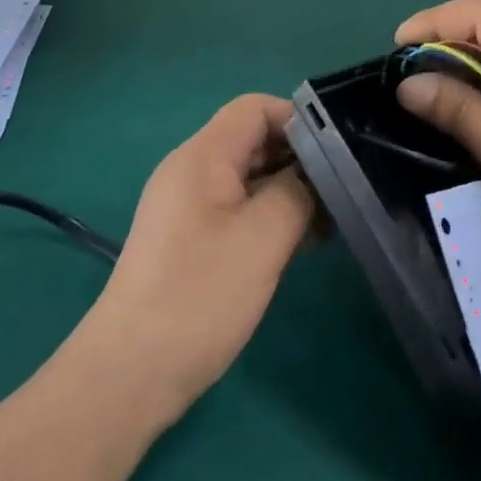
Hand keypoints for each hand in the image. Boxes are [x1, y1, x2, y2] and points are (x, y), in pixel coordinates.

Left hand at [88, 94, 314, 425]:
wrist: (132, 372)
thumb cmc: (199, 296)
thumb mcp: (263, 237)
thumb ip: (298, 190)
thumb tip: (320, 169)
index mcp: (202, 157)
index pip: (255, 108)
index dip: (298, 119)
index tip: (339, 150)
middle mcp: (194, 172)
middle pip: (255, 140)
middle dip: (302, 157)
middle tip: (348, 185)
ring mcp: (193, 208)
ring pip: (253, 178)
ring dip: (293, 190)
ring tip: (338, 216)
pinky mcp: (196, 241)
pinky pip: (243, 210)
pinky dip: (276, 216)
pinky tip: (310, 240)